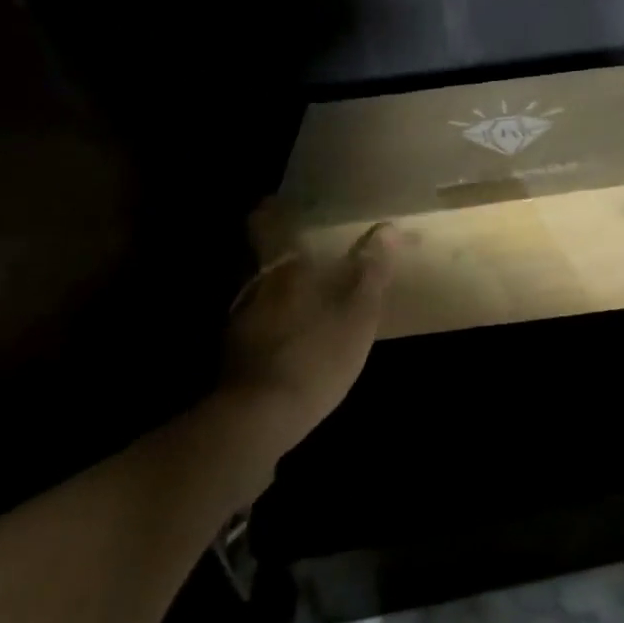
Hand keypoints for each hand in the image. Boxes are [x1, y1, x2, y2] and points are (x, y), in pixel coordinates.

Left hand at [221, 214, 395, 451]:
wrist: (258, 419)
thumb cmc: (316, 355)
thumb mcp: (358, 315)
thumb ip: (372, 272)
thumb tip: (388, 228)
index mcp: (283, 269)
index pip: (265, 224)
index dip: (271, 211)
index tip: (280, 203)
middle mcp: (255, 287)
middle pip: (259, 257)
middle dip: (278, 252)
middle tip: (304, 252)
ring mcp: (239, 322)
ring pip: (257, 291)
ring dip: (275, 290)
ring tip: (301, 297)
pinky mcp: (234, 355)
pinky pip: (255, 324)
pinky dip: (270, 323)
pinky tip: (288, 339)